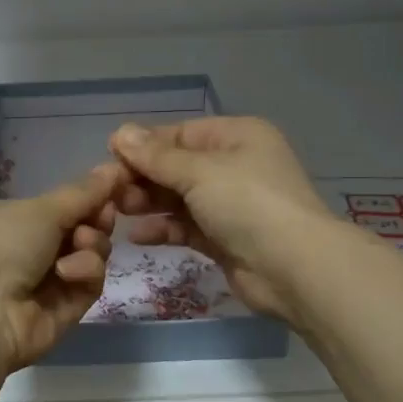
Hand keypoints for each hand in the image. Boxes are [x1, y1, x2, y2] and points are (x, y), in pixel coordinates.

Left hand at [0, 165, 122, 371]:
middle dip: (94, 220)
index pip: (54, 206)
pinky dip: (84, 272)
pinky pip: (87, 284)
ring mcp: (41, 284)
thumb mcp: (40, 209)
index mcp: (3, 219)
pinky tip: (69, 272)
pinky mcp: (60, 311)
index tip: (112, 188)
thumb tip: (115, 167)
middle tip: (103, 216)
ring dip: (92, 245)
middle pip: (76, 230)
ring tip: (82, 243)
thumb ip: (83, 192)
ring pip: (87, 256)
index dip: (85, 198)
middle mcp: (20, 251)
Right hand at [108, 117, 341, 323]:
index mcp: (236, 137)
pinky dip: (163, 229)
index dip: (145, 145)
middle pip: (177, 166)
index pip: (180, 134)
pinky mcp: (224, 239)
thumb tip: (120, 133)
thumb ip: (156, 156)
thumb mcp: (199, 172)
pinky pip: (186, 227)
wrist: (293, 268)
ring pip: (179, 198)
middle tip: (109, 191)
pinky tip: (136, 236)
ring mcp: (230, 205)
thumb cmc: (247, 203)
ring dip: (148, 203)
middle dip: (143, 177)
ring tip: (117, 211)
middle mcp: (234, 166)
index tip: (109, 157)